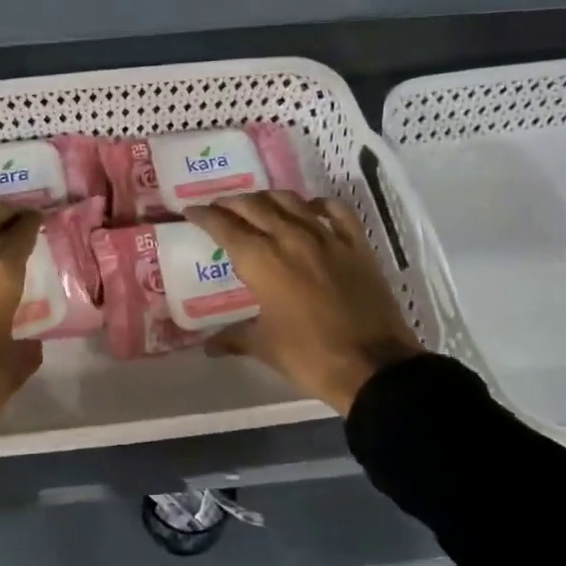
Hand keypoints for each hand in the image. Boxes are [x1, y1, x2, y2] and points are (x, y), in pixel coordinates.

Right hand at [186, 191, 424, 414]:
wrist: (374, 367)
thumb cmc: (310, 357)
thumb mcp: (265, 347)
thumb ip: (233, 338)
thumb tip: (208, 346)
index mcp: (262, 261)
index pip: (225, 227)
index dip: (204, 216)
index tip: (191, 211)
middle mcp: (291, 238)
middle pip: (254, 206)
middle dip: (232, 203)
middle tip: (219, 207)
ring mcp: (327, 238)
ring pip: (291, 201)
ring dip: (268, 198)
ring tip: (257, 204)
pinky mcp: (356, 245)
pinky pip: (336, 211)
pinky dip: (318, 204)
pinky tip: (310, 208)